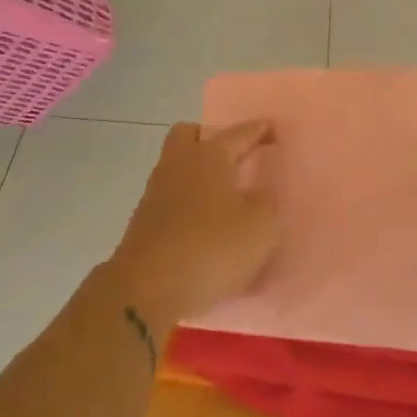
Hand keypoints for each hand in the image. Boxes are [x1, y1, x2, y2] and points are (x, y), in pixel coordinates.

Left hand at [104, 122, 278, 342]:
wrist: (148, 288)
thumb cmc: (212, 247)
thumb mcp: (261, 227)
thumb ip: (267, 204)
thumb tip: (260, 195)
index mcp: (209, 156)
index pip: (238, 133)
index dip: (258, 130)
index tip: (272, 128)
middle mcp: (178, 165)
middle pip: (189, 136)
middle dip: (210, 139)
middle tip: (234, 157)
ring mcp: (156, 193)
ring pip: (177, 168)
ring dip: (198, 175)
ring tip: (223, 196)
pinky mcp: (144, 223)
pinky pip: (171, 199)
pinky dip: (187, 204)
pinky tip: (204, 224)